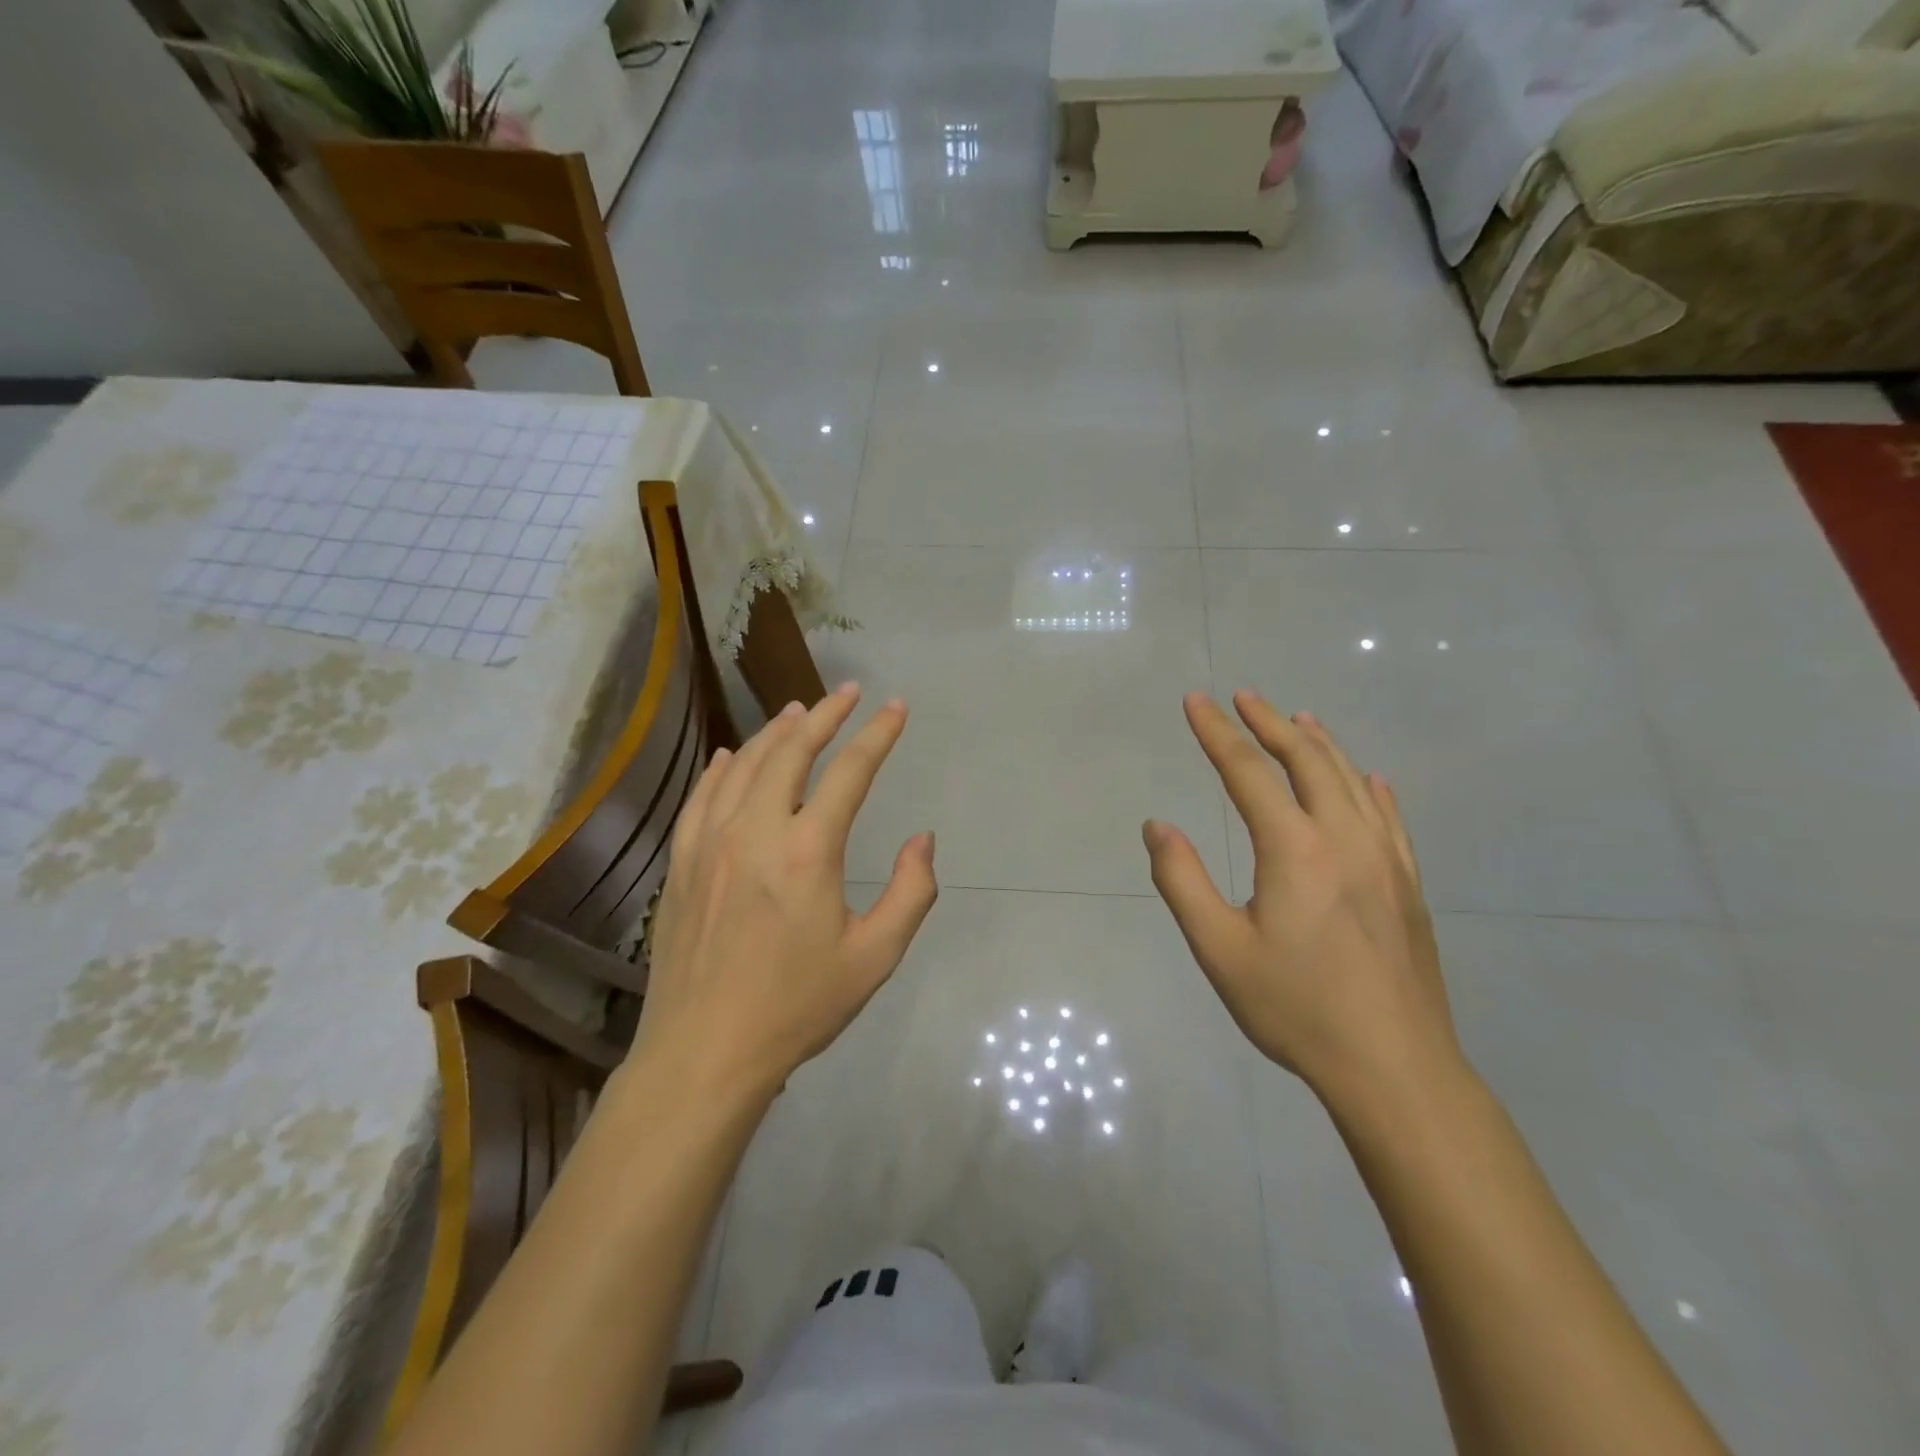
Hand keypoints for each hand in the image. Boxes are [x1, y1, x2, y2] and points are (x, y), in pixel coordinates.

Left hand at [634, 685, 937, 1097]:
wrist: (704, 1052)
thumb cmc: (797, 1007)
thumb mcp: (874, 958)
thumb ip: (910, 893)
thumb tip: (921, 840)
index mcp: (807, 852)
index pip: (850, 772)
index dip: (877, 734)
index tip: (895, 707)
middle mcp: (755, 831)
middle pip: (792, 752)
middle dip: (825, 715)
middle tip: (848, 692)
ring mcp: (710, 843)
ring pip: (745, 766)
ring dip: (776, 732)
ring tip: (799, 711)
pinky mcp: (683, 863)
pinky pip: (703, 797)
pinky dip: (723, 767)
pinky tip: (733, 755)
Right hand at [1143, 691, 1458, 1100]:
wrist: (1395, 1068)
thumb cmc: (1296, 1008)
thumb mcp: (1219, 949)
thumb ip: (1182, 881)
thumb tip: (1158, 826)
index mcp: (1294, 849)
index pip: (1248, 772)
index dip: (1217, 733)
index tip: (1196, 701)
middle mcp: (1344, 838)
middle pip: (1307, 760)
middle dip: (1270, 723)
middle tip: (1244, 697)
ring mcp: (1386, 859)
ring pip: (1352, 781)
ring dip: (1320, 744)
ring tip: (1297, 719)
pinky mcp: (1408, 885)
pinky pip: (1389, 817)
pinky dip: (1370, 787)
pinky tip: (1368, 779)